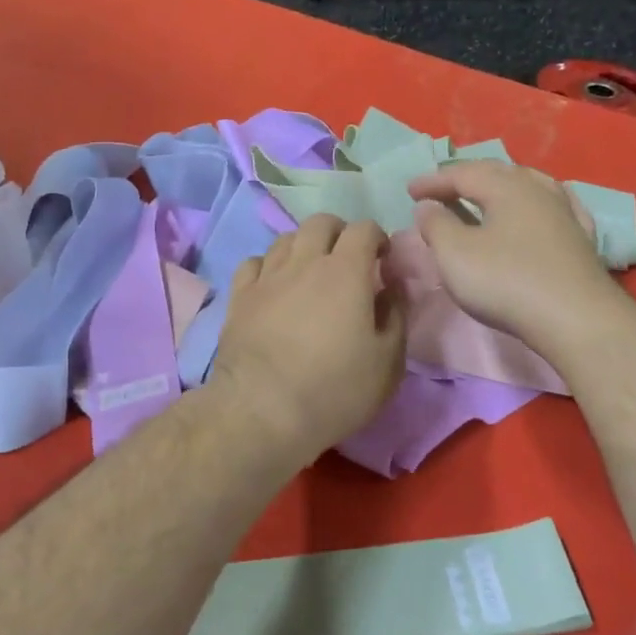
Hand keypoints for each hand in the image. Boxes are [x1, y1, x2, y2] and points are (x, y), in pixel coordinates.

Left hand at [209, 215, 405, 462]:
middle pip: (321, 222)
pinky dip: (269, 266)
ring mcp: (267, 277)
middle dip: (339, 233)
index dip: (378, 238)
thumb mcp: (388, 362)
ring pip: (285, 238)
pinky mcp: (239, 297)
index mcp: (346, 272)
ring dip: (304, 247)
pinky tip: (274, 286)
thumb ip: (396, 316)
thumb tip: (390, 288)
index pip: (364, 229)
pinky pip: (254, 263)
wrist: (262, 412)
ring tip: (310, 274)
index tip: (382, 261)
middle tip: (348, 262)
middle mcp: (304, 262)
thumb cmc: (335, 390)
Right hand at [407, 161, 624, 359]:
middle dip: (466, 178)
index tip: (410, 191)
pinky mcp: (582, 239)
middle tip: (442, 189)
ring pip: (529, 186)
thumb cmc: (506, 282)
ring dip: (501, 188)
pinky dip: (534, 205)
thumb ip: (436, 224)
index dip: (433, 181)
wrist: (576, 319)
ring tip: (484, 195)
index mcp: (506, 187)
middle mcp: (539, 190)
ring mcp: (565, 213)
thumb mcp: (455, 254)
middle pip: (497, 173)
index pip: (462, 173)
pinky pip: (554, 207)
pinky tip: (539, 209)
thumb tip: (427, 206)